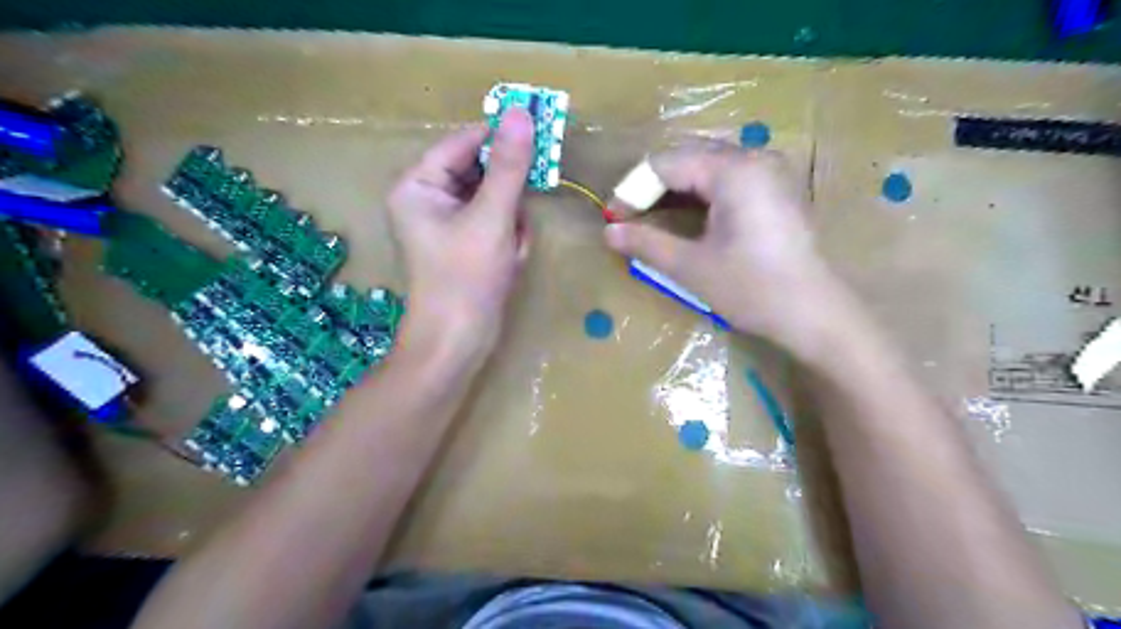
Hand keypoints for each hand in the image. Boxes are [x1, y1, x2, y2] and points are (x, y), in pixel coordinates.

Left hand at [392, 105, 532, 364]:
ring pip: (493, 200)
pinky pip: (494, 224)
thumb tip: (521, 113)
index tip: (541, 135)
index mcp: (417, 185)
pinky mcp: (462, 245)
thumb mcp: (492, 218)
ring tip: (511, 248)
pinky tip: (509, 261)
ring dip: (512, 221)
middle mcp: (427, 199)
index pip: (464, 144)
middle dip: (508, 198)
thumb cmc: (466, 279)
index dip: (501, 139)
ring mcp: (446, 224)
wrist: (456, 343)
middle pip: (480, 173)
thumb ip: (509, 166)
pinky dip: (509, 238)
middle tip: (521, 217)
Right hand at [605, 141, 850, 359]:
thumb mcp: (692, 267)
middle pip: (687, 156)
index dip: (633, 188)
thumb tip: (608, 232)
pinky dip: (699, 192)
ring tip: (651, 217)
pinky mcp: (775, 188)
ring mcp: (769, 170)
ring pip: (706, 164)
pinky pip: (727, 176)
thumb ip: (646, 243)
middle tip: (628, 217)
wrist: (815, 315)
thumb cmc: (753, 290)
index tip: (613, 218)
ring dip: (674, 187)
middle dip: (652, 185)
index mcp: (733, 170)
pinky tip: (686, 215)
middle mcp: (753, 157)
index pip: (666, 163)